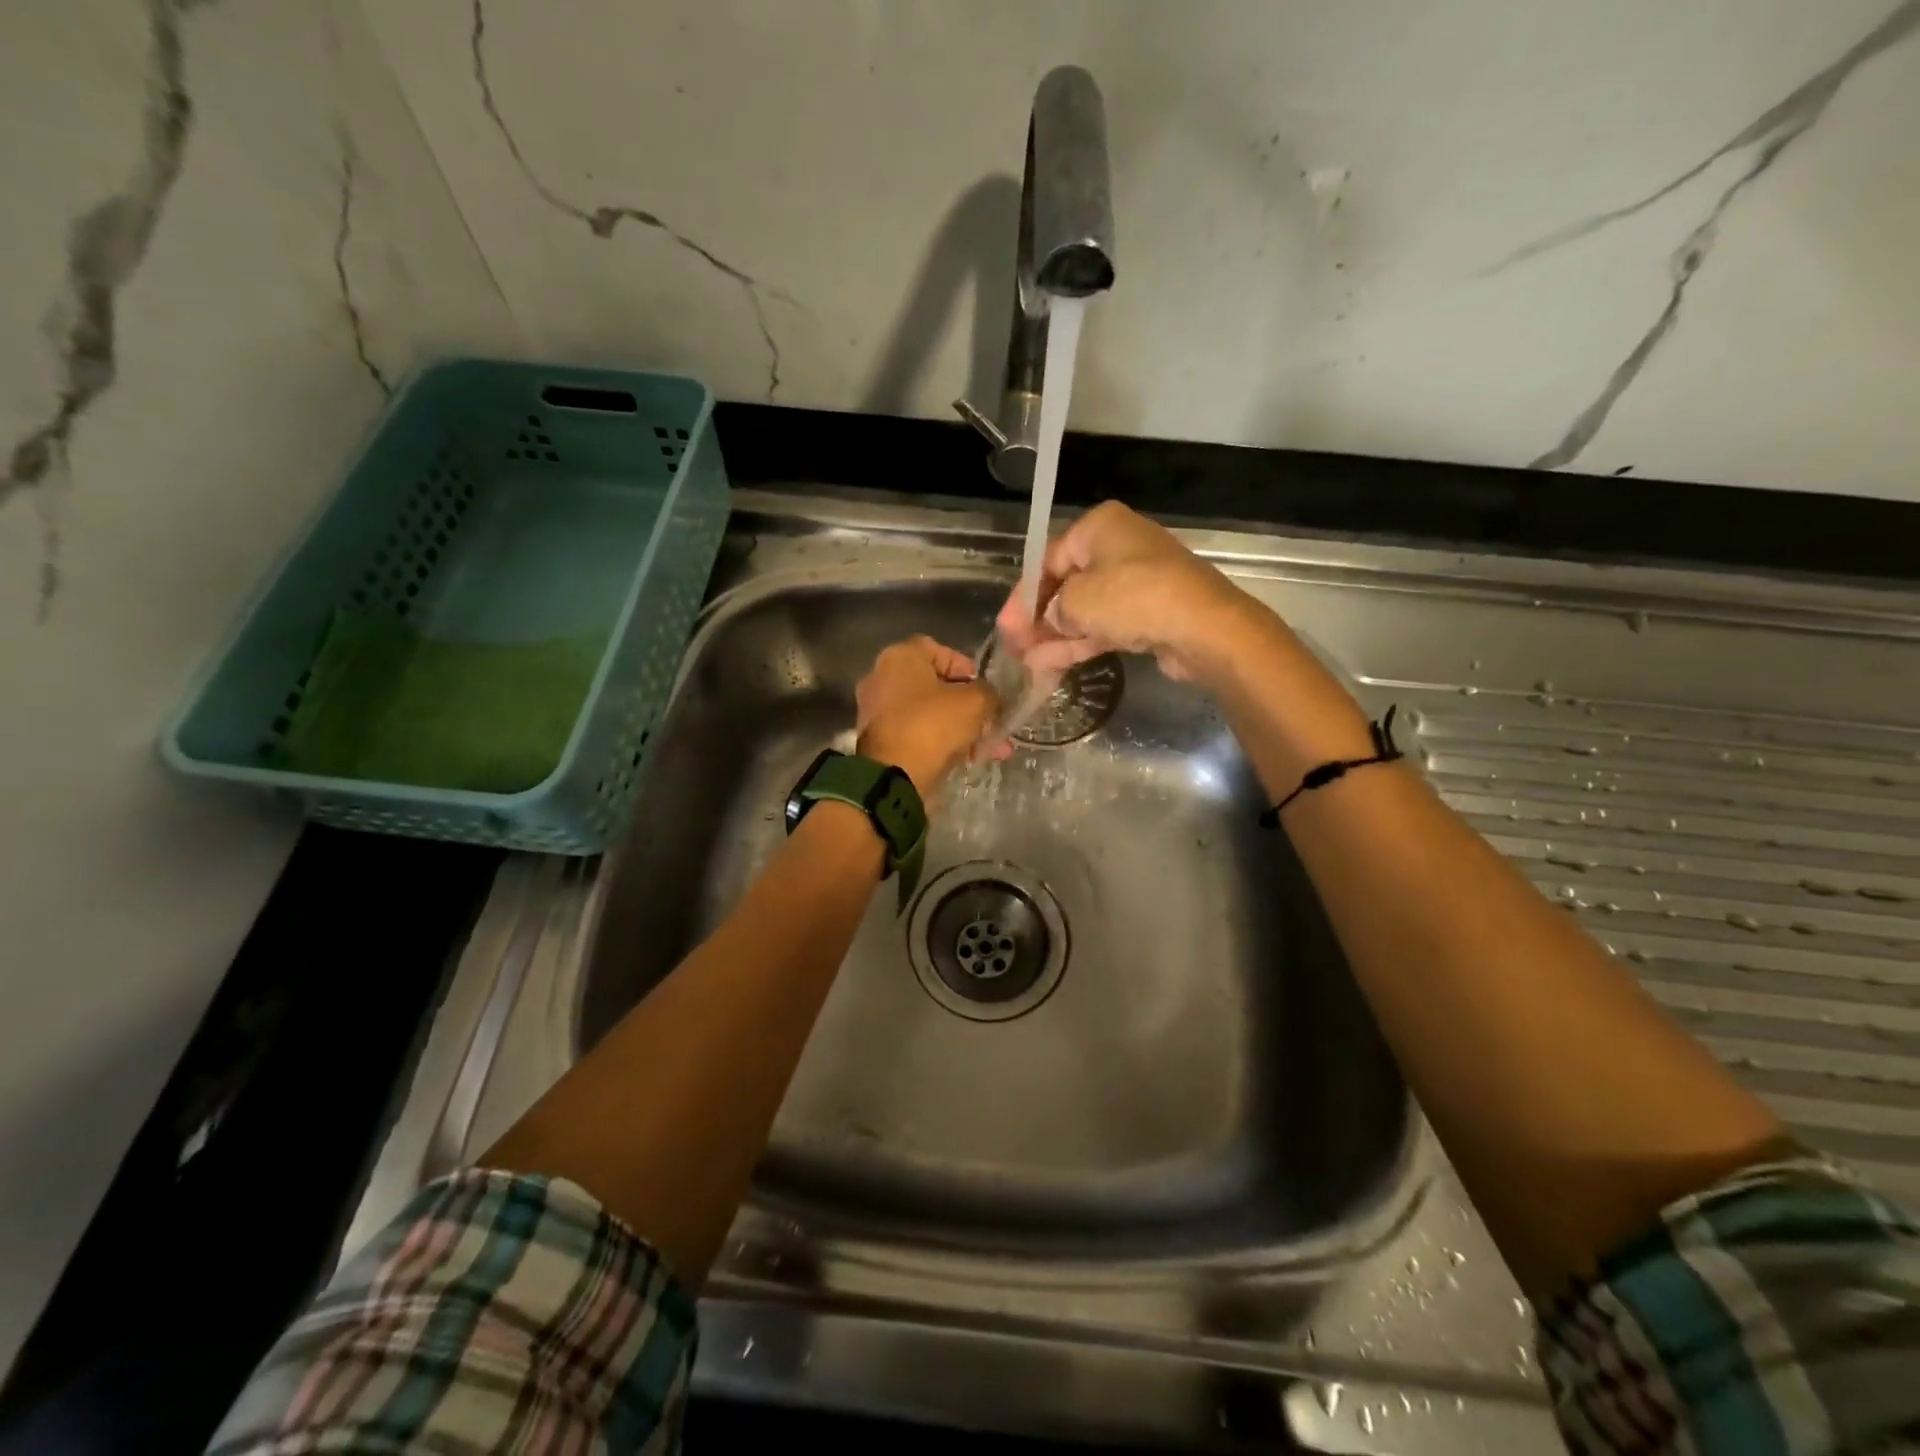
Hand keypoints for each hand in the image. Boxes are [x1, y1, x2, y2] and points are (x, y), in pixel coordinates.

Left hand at [855, 636, 1001, 800]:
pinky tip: (970, 760)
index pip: (939, 649)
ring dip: (962, 728)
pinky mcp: (880, 741)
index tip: (984, 689)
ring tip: (991, 749)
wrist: (894, 777)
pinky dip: (942, 743)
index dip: (966, 667)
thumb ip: (989, 693)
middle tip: (992, 723)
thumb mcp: (974, 702)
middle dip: (969, 706)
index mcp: (900, 657)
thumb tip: (990, 697)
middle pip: (936, 685)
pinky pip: (919, 734)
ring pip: (930, 713)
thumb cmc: (932, 726)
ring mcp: (878, 711)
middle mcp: (882, 678)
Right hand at [995, 501, 1258, 684]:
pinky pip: (1104, 626)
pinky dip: (1079, 643)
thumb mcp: (1077, 600)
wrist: (1204, 627)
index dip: (1023, 595)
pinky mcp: (1148, 613)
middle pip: (1066, 584)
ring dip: (1055, 636)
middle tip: (1014, 646)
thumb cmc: (1133, 598)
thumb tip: (1049, 621)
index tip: (1007, 625)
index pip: (1048, 559)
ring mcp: (1136, 582)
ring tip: (1026, 663)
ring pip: (1084, 610)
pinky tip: (1050, 664)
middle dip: (1038, 618)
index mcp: (1099, 527)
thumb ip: (1051, 609)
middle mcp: (1118, 548)